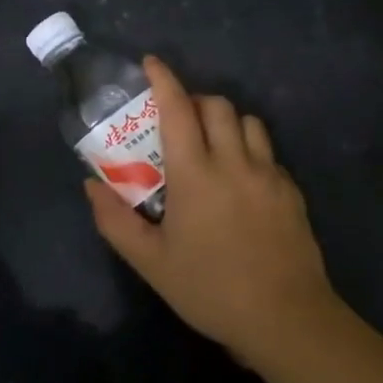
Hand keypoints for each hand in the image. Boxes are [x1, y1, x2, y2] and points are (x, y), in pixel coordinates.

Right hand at [84, 56, 341, 369]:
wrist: (286, 318)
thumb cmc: (210, 289)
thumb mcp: (151, 262)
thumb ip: (115, 221)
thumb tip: (91, 185)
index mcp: (196, 174)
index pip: (178, 109)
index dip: (163, 80)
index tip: (151, 63)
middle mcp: (234, 162)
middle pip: (217, 105)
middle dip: (195, 101)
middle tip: (178, 122)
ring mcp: (268, 174)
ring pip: (248, 122)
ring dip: (226, 122)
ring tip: (212, 146)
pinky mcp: (291, 191)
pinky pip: (268, 152)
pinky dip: (249, 150)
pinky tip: (241, 181)